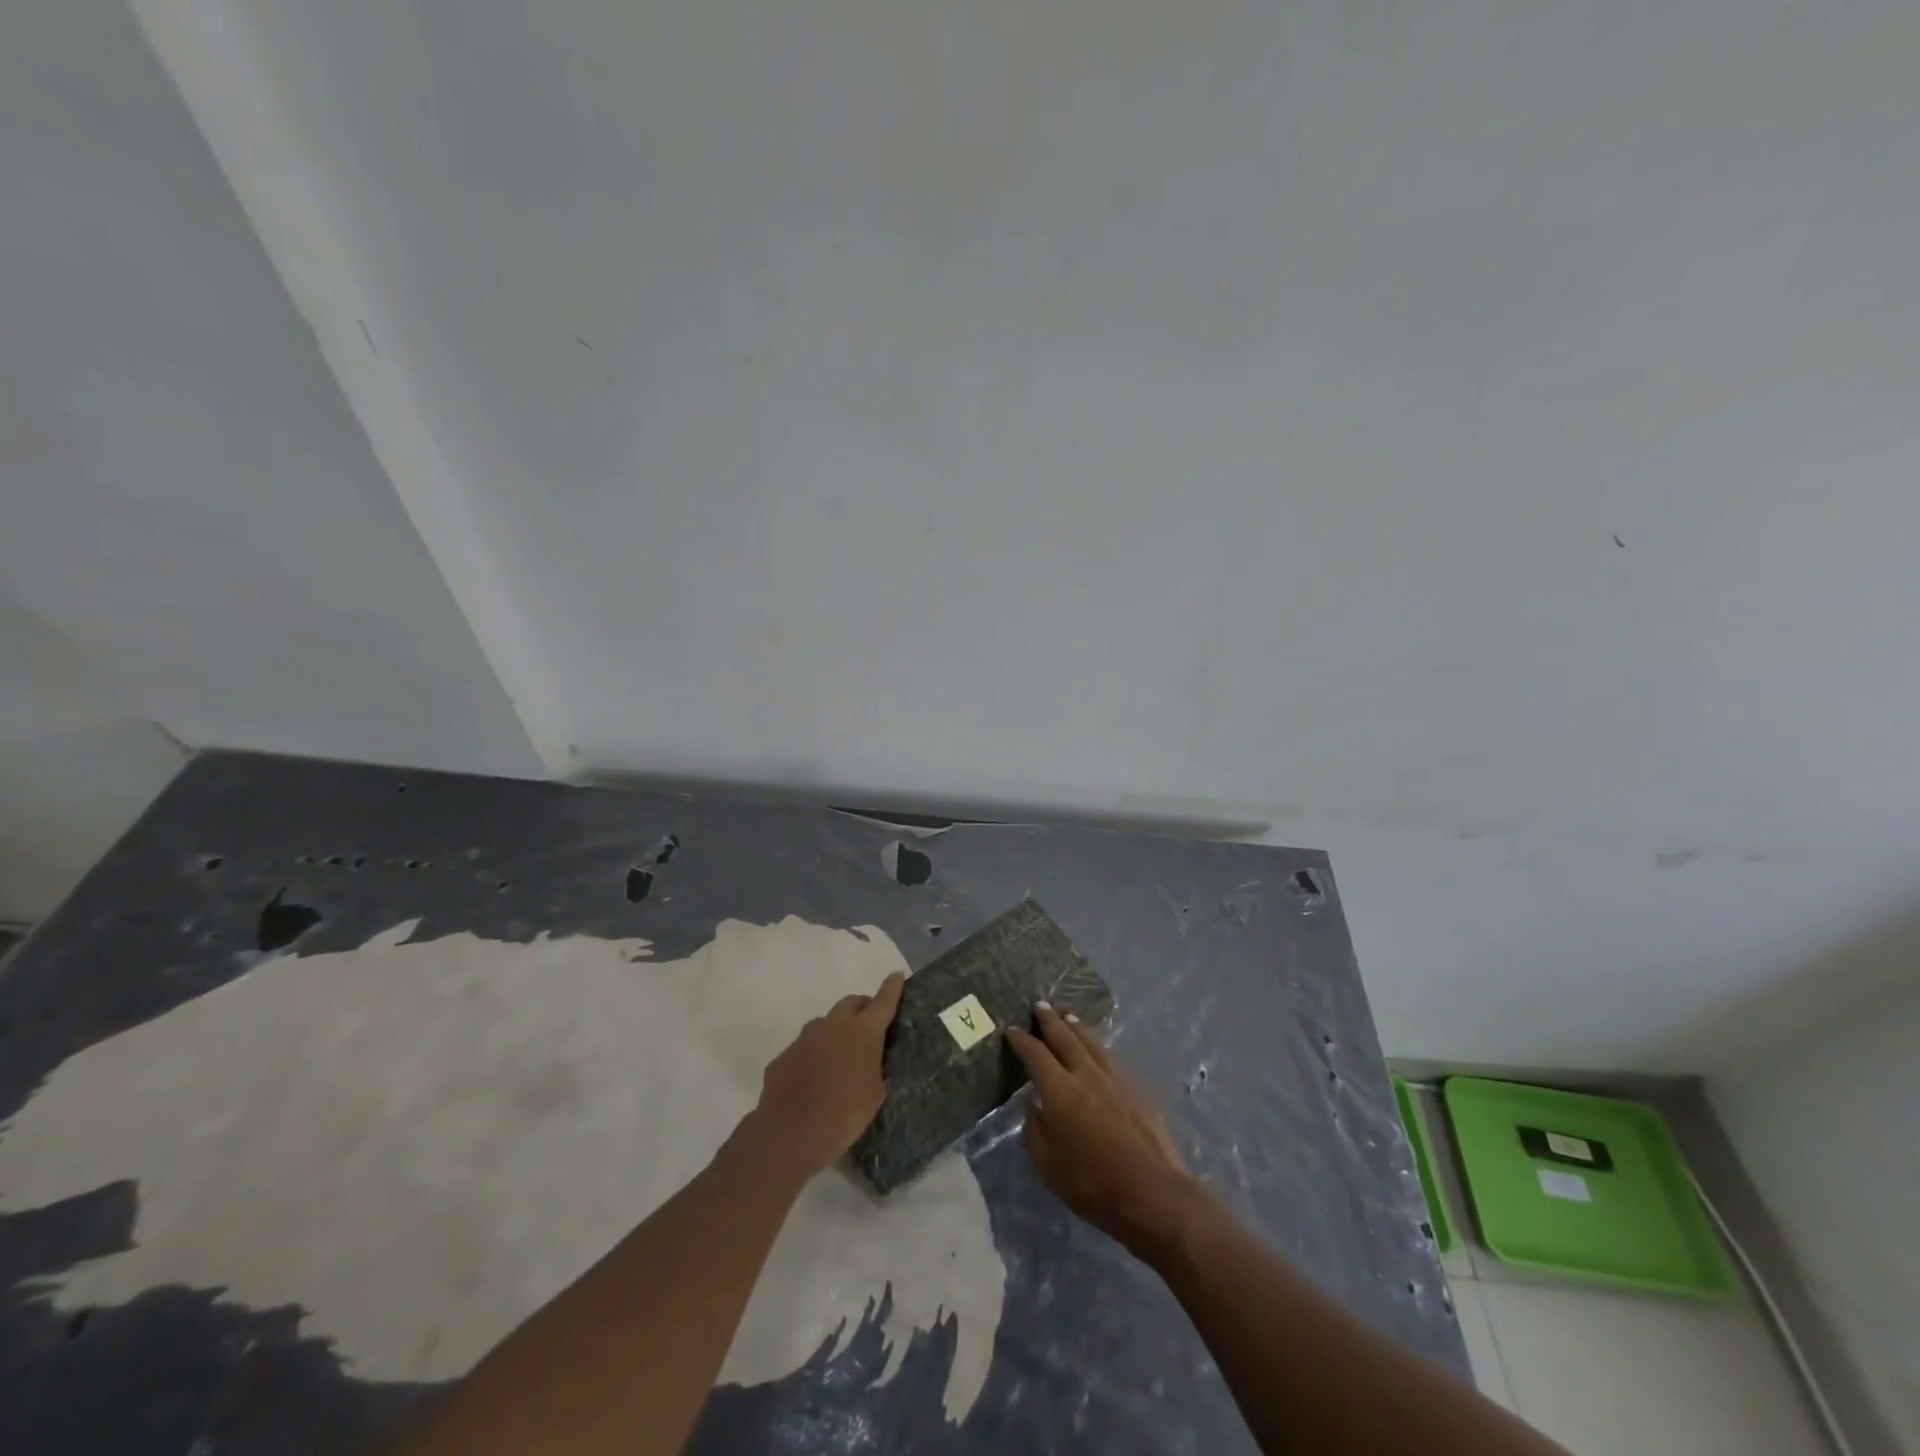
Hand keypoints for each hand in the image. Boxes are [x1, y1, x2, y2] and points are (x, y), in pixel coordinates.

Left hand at [745, 971, 905, 1181]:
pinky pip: (803, 1048)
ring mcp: (805, 1038)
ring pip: (825, 1023)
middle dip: (862, 1008)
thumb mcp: (875, 1094)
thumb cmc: (845, 1113)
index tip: (896, 975)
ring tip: (839, 1059)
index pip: (883, 1001)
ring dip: (835, 1032)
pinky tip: (812, 1081)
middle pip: (851, 1003)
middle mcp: (833, 1025)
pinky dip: (812, 1056)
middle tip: (868, 1027)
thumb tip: (870, 1065)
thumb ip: (875, 1071)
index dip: (891, 988)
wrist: (791, 1133)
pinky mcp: (784, 1056)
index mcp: (863, 1031)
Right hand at [1007, 1005, 1201, 1257]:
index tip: (1012, 1029)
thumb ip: (1035, 1128)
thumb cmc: (1092, 1184)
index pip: (1035, 1054)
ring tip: (1067, 1016)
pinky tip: (1098, 1049)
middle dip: (1050, 1020)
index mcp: (1059, 1089)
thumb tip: (1037, 1104)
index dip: (1022, 1040)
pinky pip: (1110, 1057)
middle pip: (1065, 1037)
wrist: (1152, 1193)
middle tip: (1040, 1004)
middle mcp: (1086, 1074)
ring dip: (1076, 1027)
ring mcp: (1115, 1078)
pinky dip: (1097, 1046)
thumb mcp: (1047, 1165)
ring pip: (1091, 1042)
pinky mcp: (1137, 1088)